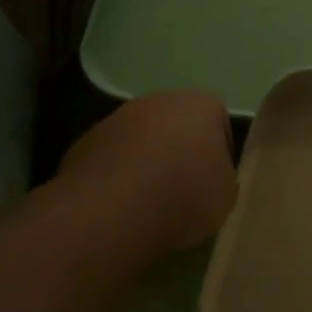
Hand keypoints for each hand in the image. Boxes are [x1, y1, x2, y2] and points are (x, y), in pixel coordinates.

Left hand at [56, 91, 237, 255]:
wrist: (111, 212)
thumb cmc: (183, 198)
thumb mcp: (226, 196)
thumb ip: (222, 177)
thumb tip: (209, 178)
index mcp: (201, 106)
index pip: (219, 122)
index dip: (219, 153)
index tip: (214, 181)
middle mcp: (159, 100)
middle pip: (177, 124)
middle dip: (181, 150)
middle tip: (183, 188)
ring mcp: (118, 117)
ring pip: (142, 138)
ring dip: (147, 161)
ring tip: (149, 200)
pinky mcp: (86, 141)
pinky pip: (113, 157)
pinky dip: (119, 174)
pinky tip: (120, 203)